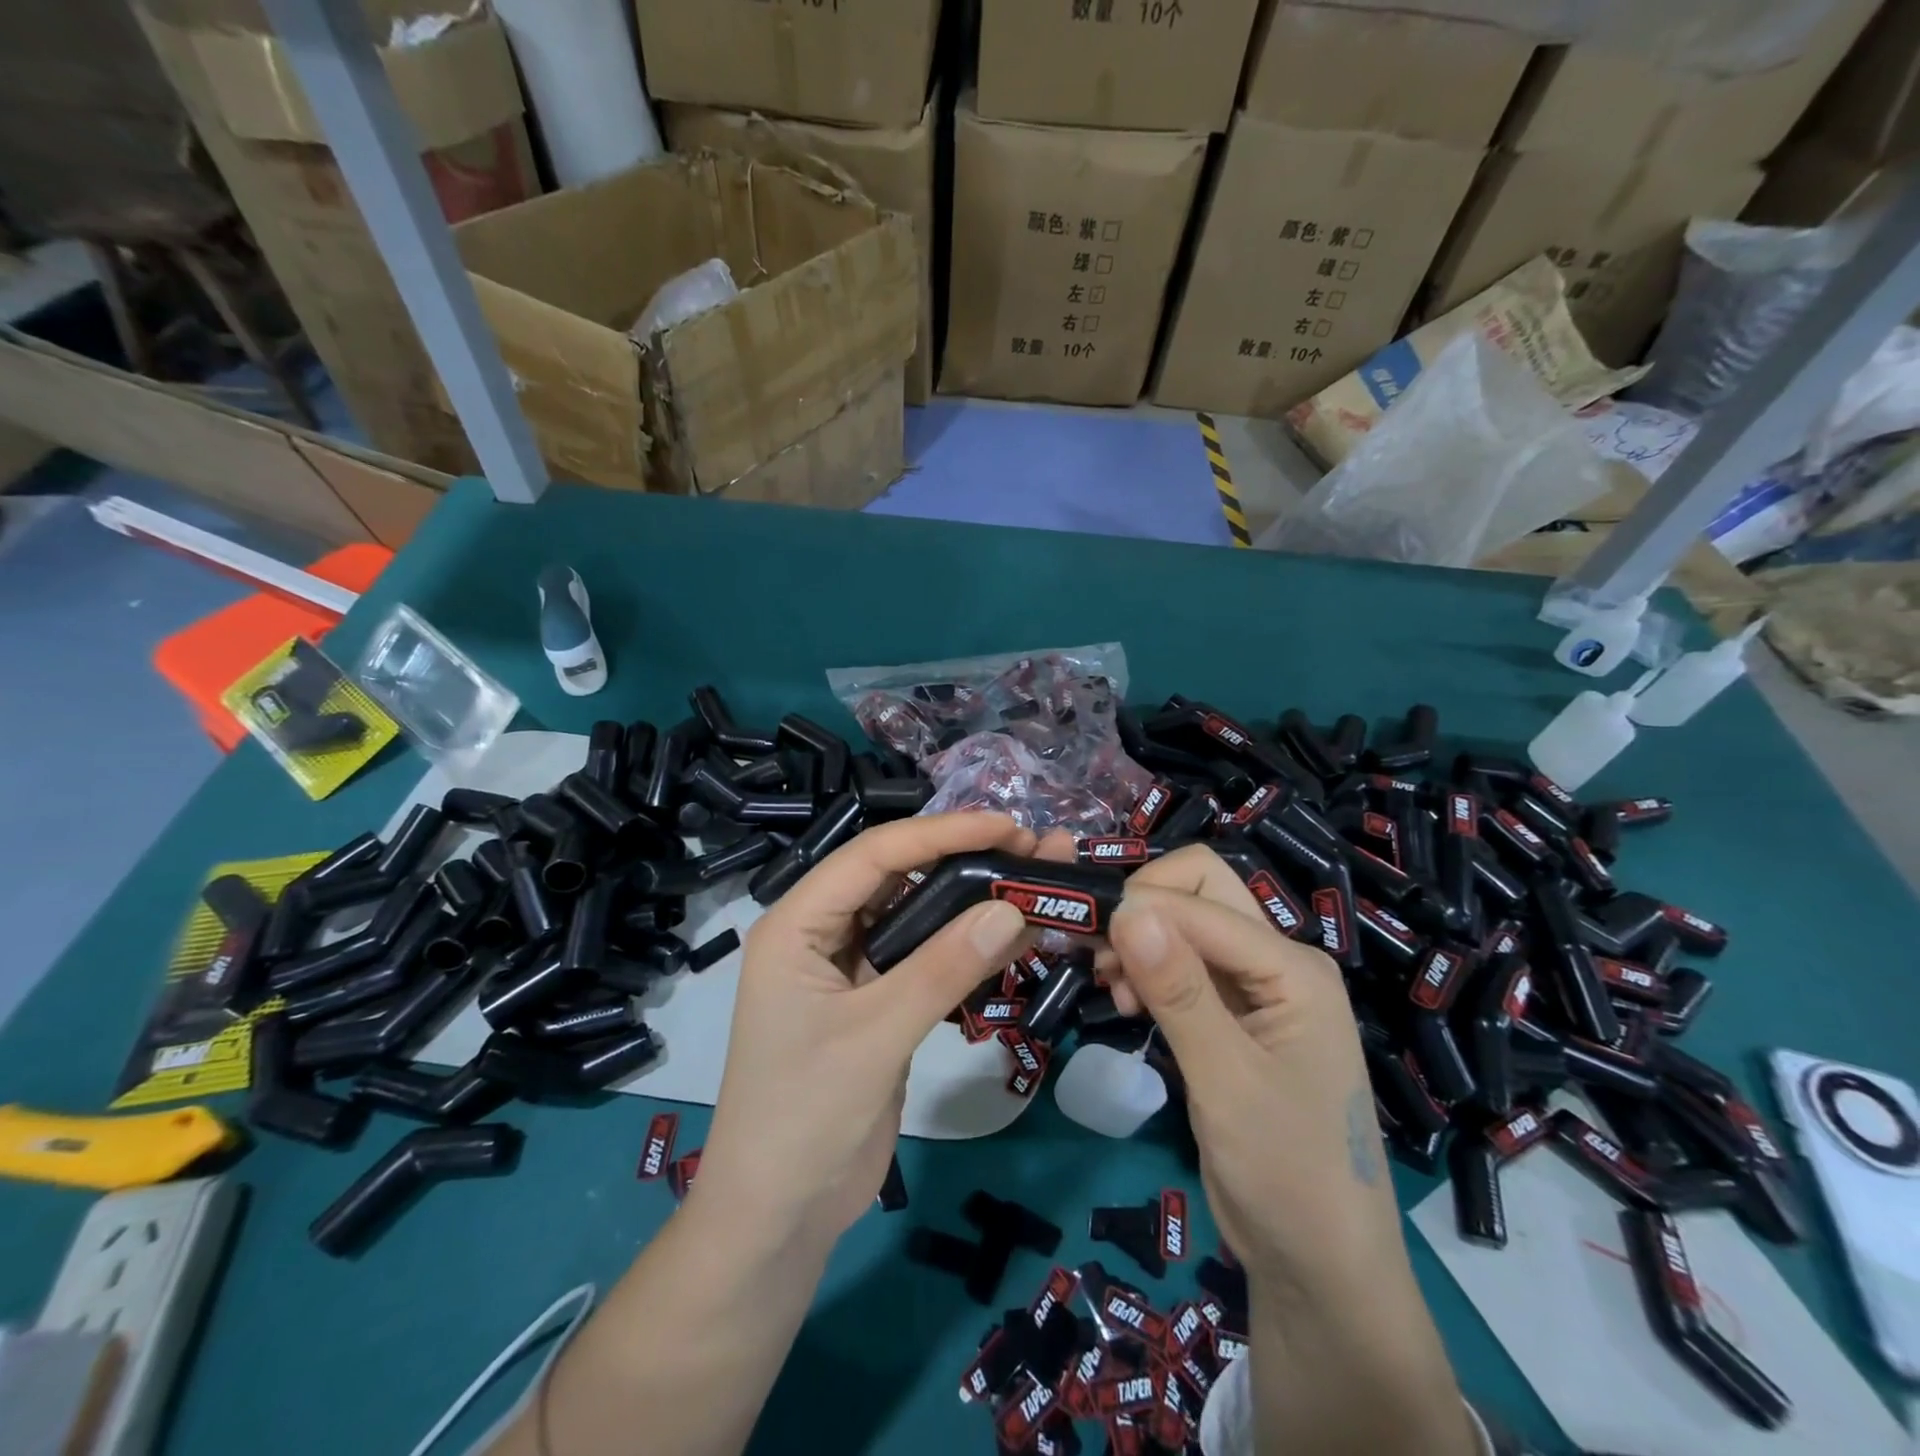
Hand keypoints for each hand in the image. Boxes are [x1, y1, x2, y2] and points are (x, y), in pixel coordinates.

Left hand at [692, 813, 1039, 1244]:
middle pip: (899, 876)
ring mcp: (852, 966)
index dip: (942, 832)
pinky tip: (1016, 937)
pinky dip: (968, 946)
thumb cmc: (804, 1120)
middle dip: (966, 860)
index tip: (1007, 826)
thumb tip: (1012, 908)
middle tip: (1035, 850)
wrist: (779, 1219)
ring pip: (918, 914)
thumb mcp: (875, 1037)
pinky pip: (927, 956)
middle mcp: (822, 932)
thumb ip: (942, 969)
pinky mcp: (878, 999)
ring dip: (974, 901)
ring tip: (1038, 884)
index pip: (874, 855)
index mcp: (798, 923)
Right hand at [1105, 846, 1398, 1290]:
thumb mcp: (1226, 1081)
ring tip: (1107, 984)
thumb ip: (1178, 991)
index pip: (1204, 900)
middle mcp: (1278, 963)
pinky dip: (1150, 972)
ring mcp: (1257, 991)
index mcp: (1292, 967)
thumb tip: (1127, 909)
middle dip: (1144, 907)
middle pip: (1202, 894)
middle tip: (1097, 950)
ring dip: (1143, 940)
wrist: (1323, 1268)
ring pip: (1188, 928)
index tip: (1082, 935)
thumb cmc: (1287, 1174)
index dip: (1142, 905)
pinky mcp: (1235, 1019)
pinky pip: (1186, 969)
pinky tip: (1126, 1003)